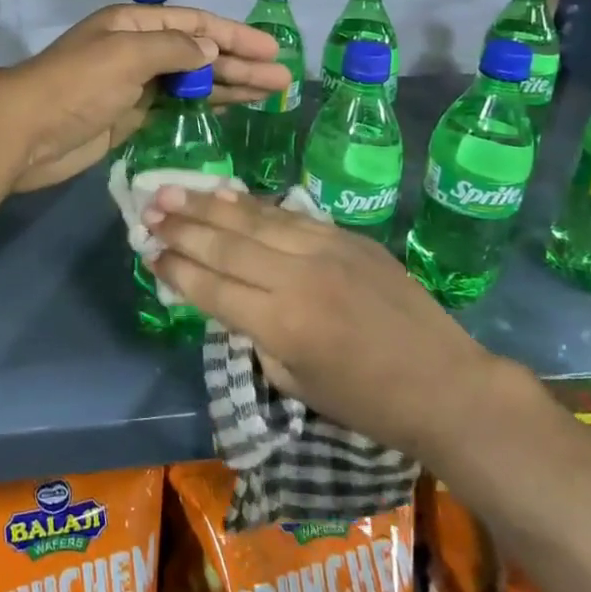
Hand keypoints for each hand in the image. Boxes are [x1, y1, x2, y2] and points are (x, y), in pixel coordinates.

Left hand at [0, 4, 289, 192]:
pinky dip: (202, 108)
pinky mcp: (129, 117)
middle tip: (281, 80)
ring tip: (270, 94)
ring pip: (190, 82)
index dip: (234, 34)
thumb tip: (212, 49)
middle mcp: (135, 49)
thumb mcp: (126, 55)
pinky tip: (231, 110)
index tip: (271, 49)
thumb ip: (174, 49)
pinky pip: (175, 107)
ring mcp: (133, 85)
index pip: (194, 24)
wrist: (24, 133)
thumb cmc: (75, 86)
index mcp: (132, 24)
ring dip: (228, 86)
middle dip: (239, 64)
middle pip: (198, 53)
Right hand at [145, 186, 490, 455]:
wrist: (444, 383)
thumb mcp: (295, 381)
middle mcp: (298, 278)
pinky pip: (288, 214)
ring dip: (206, 205)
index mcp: (282, 325)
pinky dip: (251, 203)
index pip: (212, 287)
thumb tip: (224, 296)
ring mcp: (325, 249)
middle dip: (180, 227)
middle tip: (146, 210)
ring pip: (252, 219)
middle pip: (225, 244)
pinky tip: (223, 192)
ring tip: (170, 190)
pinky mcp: (346, 235)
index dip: (176, 268)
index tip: (147, 252)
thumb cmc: (366, 401)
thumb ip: (253, 333)